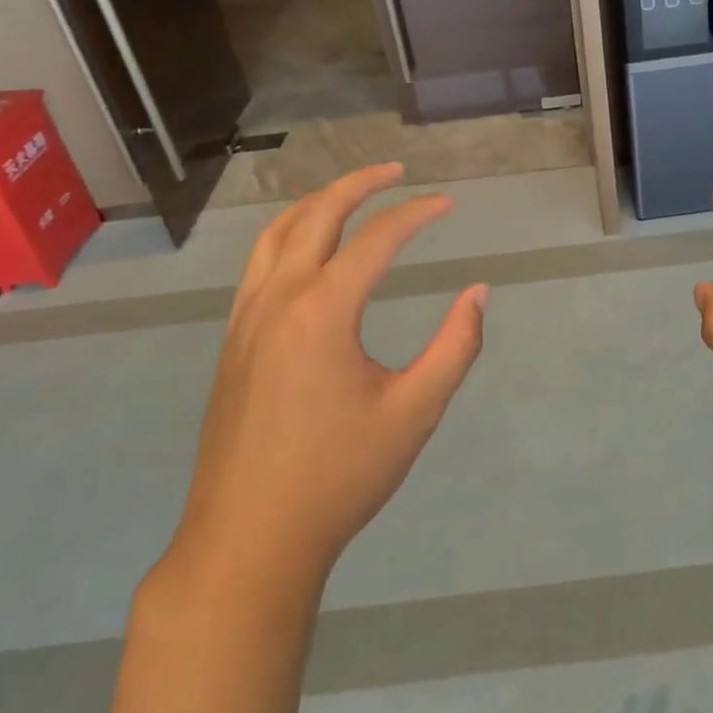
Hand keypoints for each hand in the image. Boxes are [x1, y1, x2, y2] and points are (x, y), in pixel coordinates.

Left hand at [164, 164, 486, 596]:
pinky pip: (260, 263)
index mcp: (322, 311)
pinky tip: (312, 250)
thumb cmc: (339, 477)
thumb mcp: (414, 413)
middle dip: (360, 184)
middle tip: (398, 172)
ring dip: (318, 203)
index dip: (417, 214)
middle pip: (318, 214)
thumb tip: (478, 293)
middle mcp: (279, 299)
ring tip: (354, 194)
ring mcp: (247, 318)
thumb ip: (455, 347)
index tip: (448, 204)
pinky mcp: (234, 341)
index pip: (377, 238)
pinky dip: (291, 234)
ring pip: (278, 233)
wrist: (248, 541)